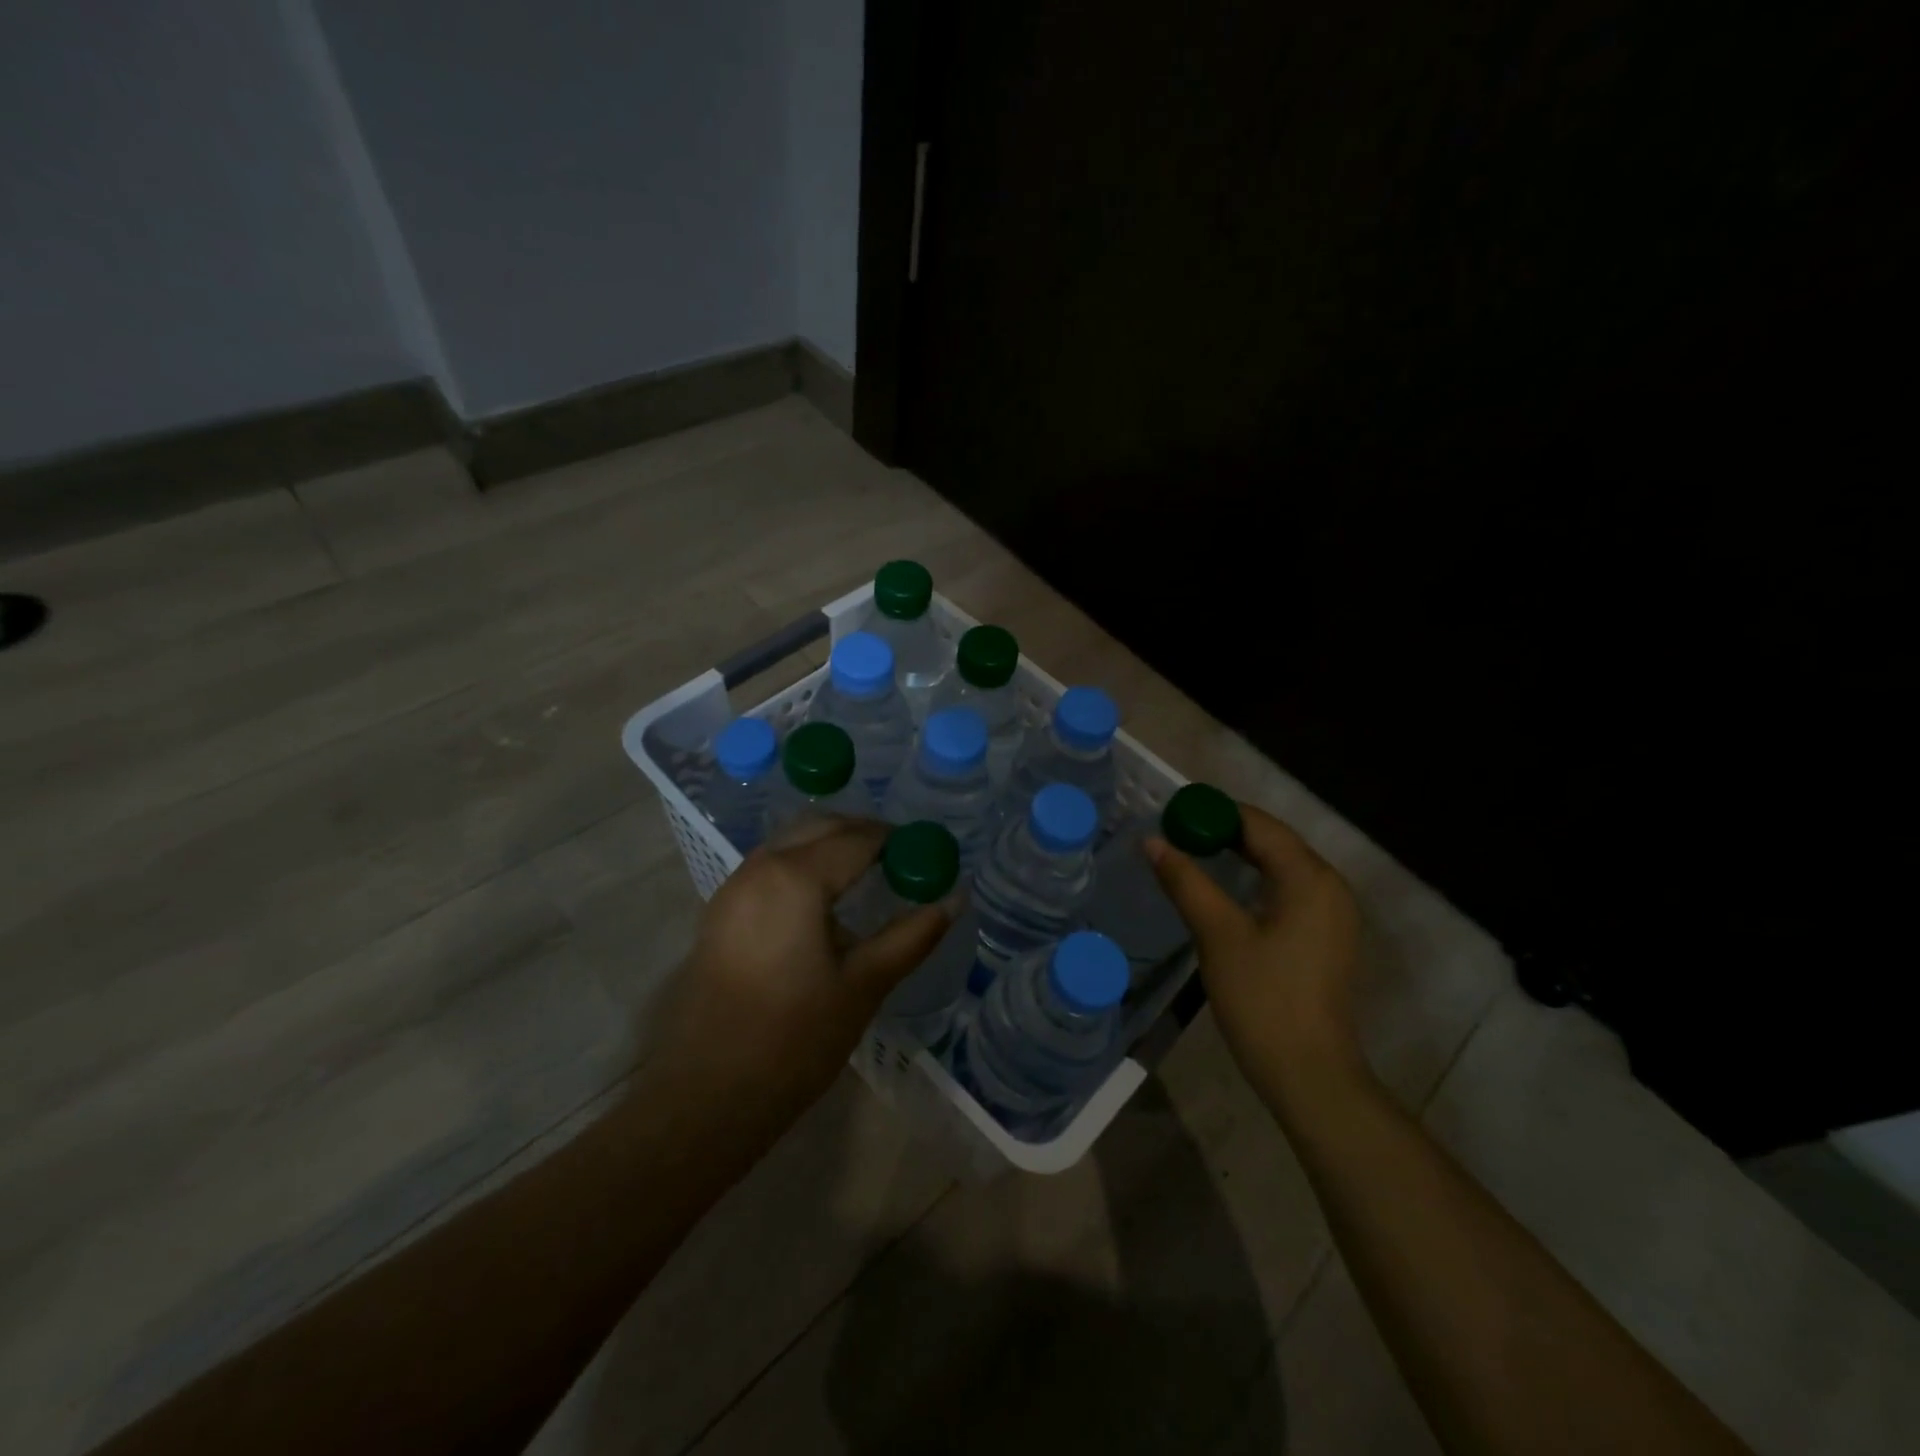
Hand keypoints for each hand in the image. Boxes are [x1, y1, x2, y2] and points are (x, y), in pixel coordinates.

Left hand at [648, 817, 950, 1132]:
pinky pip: (770, 866)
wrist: (706, 1096)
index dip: (898, 841)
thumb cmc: (794, 1040)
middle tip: (903, 859)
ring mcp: (734, 887)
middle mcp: (760, 867)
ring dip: (831, 846)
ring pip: (791, 843)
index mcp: (796, 878)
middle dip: (864, 833)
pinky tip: (826, 900)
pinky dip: (804, 864)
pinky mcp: (720, 912)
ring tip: (871, 875)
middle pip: (820, 827)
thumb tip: (954, 899)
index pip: (858, 838)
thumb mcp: (865, 985)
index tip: (928, 854)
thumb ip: (912, 935)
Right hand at [1148, 802, 1366, 1107]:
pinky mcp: (1325, 936)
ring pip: (1280, 865)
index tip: (1173, 813)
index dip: (1214, 812)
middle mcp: (1329, 886)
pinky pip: (1286, 889)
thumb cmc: (1262, 998)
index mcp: (1309, 877)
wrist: (1308, 1073)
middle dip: (1224, 831)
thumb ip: (1185, 881)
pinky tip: (1223, 889)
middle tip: (1175, 832)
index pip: (1258, 824)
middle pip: (1272, 841)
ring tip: (1191, 853)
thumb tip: (1153, 841)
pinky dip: (1254, 879)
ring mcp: (1331, 913)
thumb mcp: (1217, 933)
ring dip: (1238, 855)